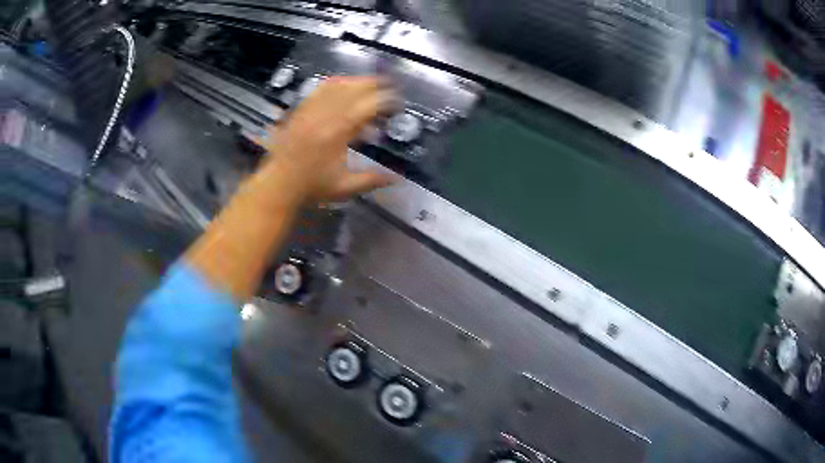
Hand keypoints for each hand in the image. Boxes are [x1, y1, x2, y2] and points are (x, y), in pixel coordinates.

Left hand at [258, 76, 396, 202]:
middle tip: (388, 92)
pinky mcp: (301, 109)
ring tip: (370, 87)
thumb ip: (372, 180)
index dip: (387, 101)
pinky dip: (335, 83)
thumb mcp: (344, 187)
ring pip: (338, 84)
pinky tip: (343, 85)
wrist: (278, 184)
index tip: (397, 105)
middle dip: (376, 86)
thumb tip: (397, 178)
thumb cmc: (311, 186)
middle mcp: (325, 115)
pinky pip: (320, 88)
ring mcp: (311, 110)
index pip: (369, 105)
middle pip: (355, 88)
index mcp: (339, 132)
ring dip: (358, 82)